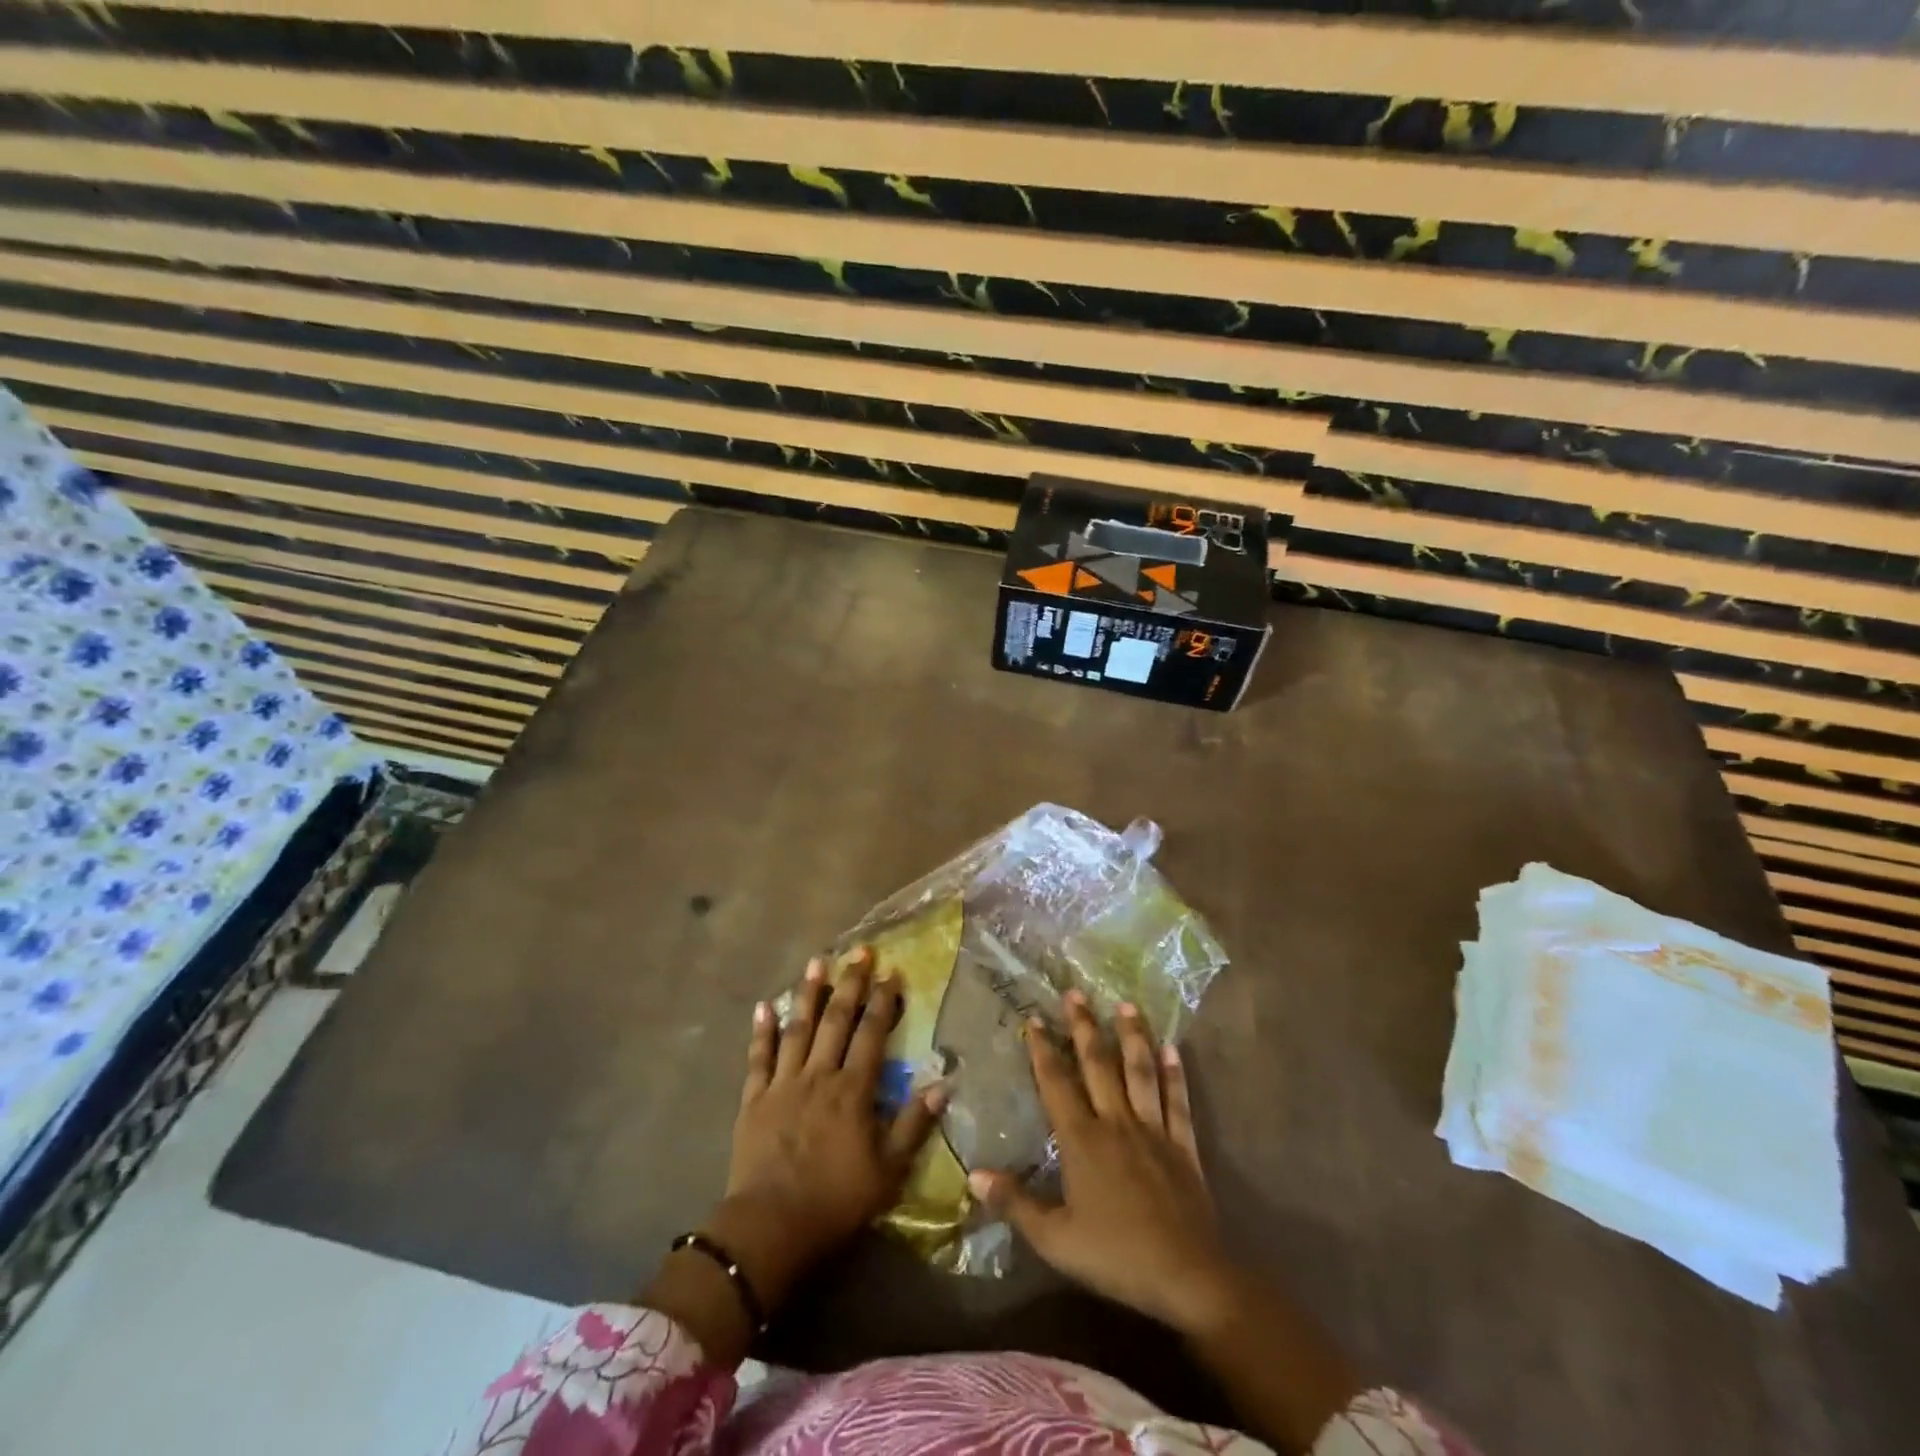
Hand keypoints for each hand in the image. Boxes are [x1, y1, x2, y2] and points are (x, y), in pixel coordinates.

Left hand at [709, 948, 944, 1310]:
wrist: (771, 1227)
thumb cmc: (836, 1200)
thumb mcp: (889, 1170)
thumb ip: (913, 1124)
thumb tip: (942, 1084)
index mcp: (853, 1090)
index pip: (872, 1034)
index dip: (883, 1001)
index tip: (892, 972)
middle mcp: (819, 1075)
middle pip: (836, 1020)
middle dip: (850, 983)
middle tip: (859, 952)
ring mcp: (783, 1084)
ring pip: (798, 1029)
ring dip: (808, 993)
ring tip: (816, 962)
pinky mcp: (754, 1099)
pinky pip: (759, 1057)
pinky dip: (762, 1031)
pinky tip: (765, 1006)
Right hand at [969, 991, 1234, 1335]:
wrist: (1185, 1276)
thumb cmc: (1115, 1255)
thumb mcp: (1055, 1239)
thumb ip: (1015, 1203)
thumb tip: (973, 1175)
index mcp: (1082, 1140)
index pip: (1057, 1083)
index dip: (1043, 1049)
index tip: (1034, 1018)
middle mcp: (1116, 1122)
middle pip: (1098, 1064)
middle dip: (1084, 1026)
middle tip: (1076, 993)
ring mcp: (1153, 1130)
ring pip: (1140, 1072)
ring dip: (1132, 1036)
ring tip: (1126, 1004)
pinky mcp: (1182, 1145)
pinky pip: (1178, 1101)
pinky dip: (1175, 1074)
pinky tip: (1173, 1048)